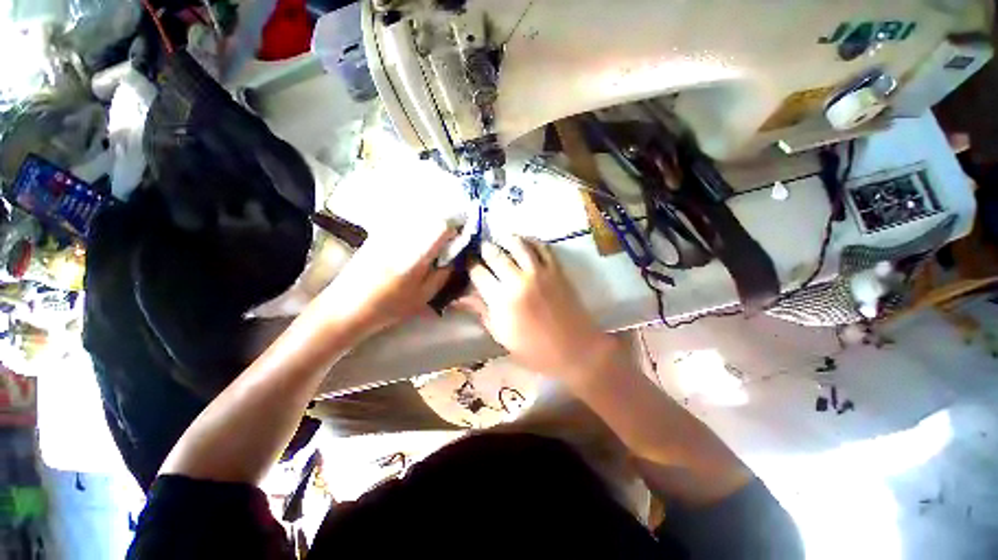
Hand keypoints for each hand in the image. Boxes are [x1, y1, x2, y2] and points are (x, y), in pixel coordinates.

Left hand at [320, 223, 455, 337]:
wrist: (345, 307)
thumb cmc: (388, 306)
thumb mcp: (423, 296)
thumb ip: (443, 275)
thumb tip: (454, 258)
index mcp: (415, 253)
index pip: (442, 226)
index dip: (456, 231)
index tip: (460, 240)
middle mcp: (401, 236)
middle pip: (431, 218)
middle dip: (444, 228)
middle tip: (448, 243)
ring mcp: (387, 232)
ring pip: (418, 218)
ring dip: (430, 226)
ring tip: (433, 244)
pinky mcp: (378, 234)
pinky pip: (404, 223)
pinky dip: (416, 228)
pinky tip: (414, 244)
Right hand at [461, 237, 616, 378]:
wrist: (575, 350)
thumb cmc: (535, 350)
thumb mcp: (502, 336)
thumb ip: (481, 312)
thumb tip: (458, 299)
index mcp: (501, 301)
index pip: (478, 273)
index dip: (470, 266)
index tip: (467, 264)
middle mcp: (518, 281)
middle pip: (494, 254)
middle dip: (483, 249)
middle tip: (480, 249)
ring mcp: (539, 272)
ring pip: (517, 244)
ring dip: (505, 239)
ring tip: (499, 239)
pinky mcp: (556, 270)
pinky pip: (542, 247)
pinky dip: (531, 241)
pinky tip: (524, 242)